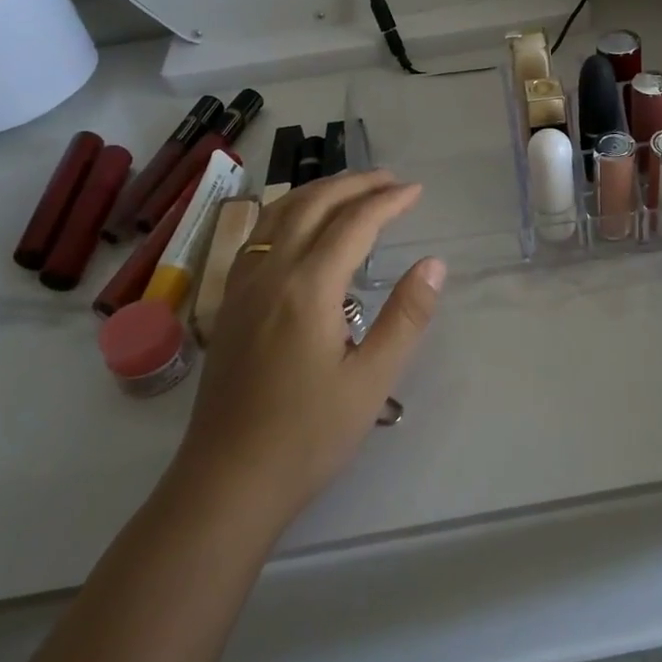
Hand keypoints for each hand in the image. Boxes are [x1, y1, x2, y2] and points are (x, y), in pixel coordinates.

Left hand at [181, 170, 444, 519]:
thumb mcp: (371, 381)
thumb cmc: (307, 436)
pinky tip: (300, 227)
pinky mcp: (229, 304)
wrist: (227, 482)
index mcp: (307, 288)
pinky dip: (287, 213)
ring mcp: (242, 286)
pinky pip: (258, 236)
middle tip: (391, 179)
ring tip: (351, 189)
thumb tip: (433, 263)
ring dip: (318, 191)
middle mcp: (270, 273)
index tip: (417, 191)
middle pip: (312, 205)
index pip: (354, 224)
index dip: (388, 201)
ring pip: (278, 214)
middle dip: (354, 184)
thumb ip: (405, 316)